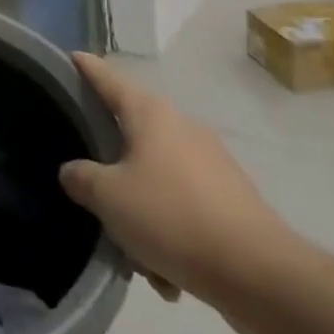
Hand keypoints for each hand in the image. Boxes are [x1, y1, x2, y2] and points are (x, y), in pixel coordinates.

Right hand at [59, 52, 296, 313]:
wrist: (262, 277)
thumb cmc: (173, 218)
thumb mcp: (108, 197)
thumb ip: (80, 177)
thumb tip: (74, 172)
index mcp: (150, 114)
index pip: (108, 78)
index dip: (86, 67)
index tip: (71, 57)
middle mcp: (182, 128)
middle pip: (131, 131)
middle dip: (109, 162)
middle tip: (87, 183)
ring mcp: (211, 164)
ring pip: (156, 176)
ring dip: (139, 208)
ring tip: (131, 250)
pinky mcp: (231, 200)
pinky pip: (183, 207)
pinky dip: (168, 231)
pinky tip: (165, 274)